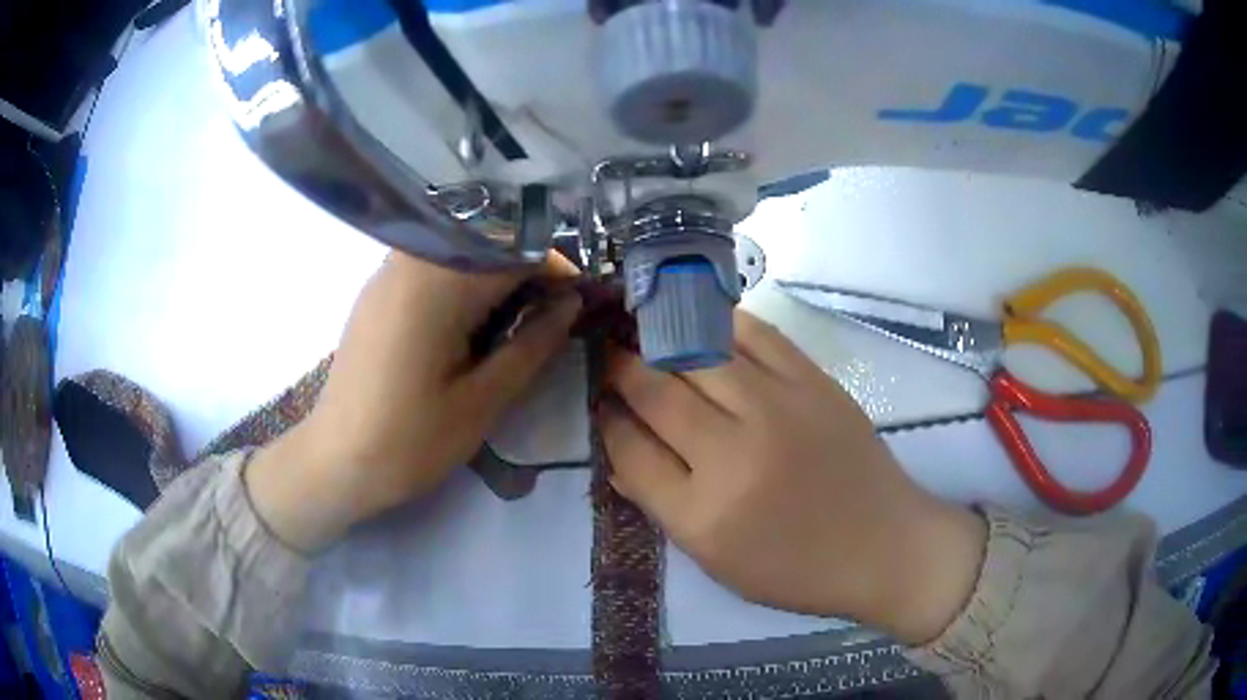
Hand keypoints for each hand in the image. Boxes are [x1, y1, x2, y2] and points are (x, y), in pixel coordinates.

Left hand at [247, 252, 580, 551]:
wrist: (334, 463)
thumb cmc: (408, 441)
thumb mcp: (481, 402)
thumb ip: (532, 346)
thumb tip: (572, 304)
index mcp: (436, 283)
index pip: (515, 248)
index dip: (556, 270)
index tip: (579, 304)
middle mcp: (409, 263)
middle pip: (487, 244)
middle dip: (527, 276)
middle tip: (550, 321)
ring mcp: (387, 276)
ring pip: (461, 256)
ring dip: (496, 283)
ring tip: (514, 329)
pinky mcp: (377, 295)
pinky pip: (432, 272)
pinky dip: (464, 290)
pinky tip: (470, 332)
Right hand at [599, 311, 986, 643]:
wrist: (883, 545)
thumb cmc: (796, 568)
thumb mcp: (716, 561)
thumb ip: (661, 503)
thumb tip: (619, 448)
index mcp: (702, 514)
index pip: (629, 450)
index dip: (606, 419)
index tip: (600, 402)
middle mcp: (733, 455)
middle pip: (656, 392)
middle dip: (621, 368)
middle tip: (609, 353)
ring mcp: (778, 409)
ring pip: (697, 353)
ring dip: (659, 337)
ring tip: (642, 327)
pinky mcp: (814, 382)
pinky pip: (754, 335)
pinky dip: (718, 323)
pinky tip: (699, 322)